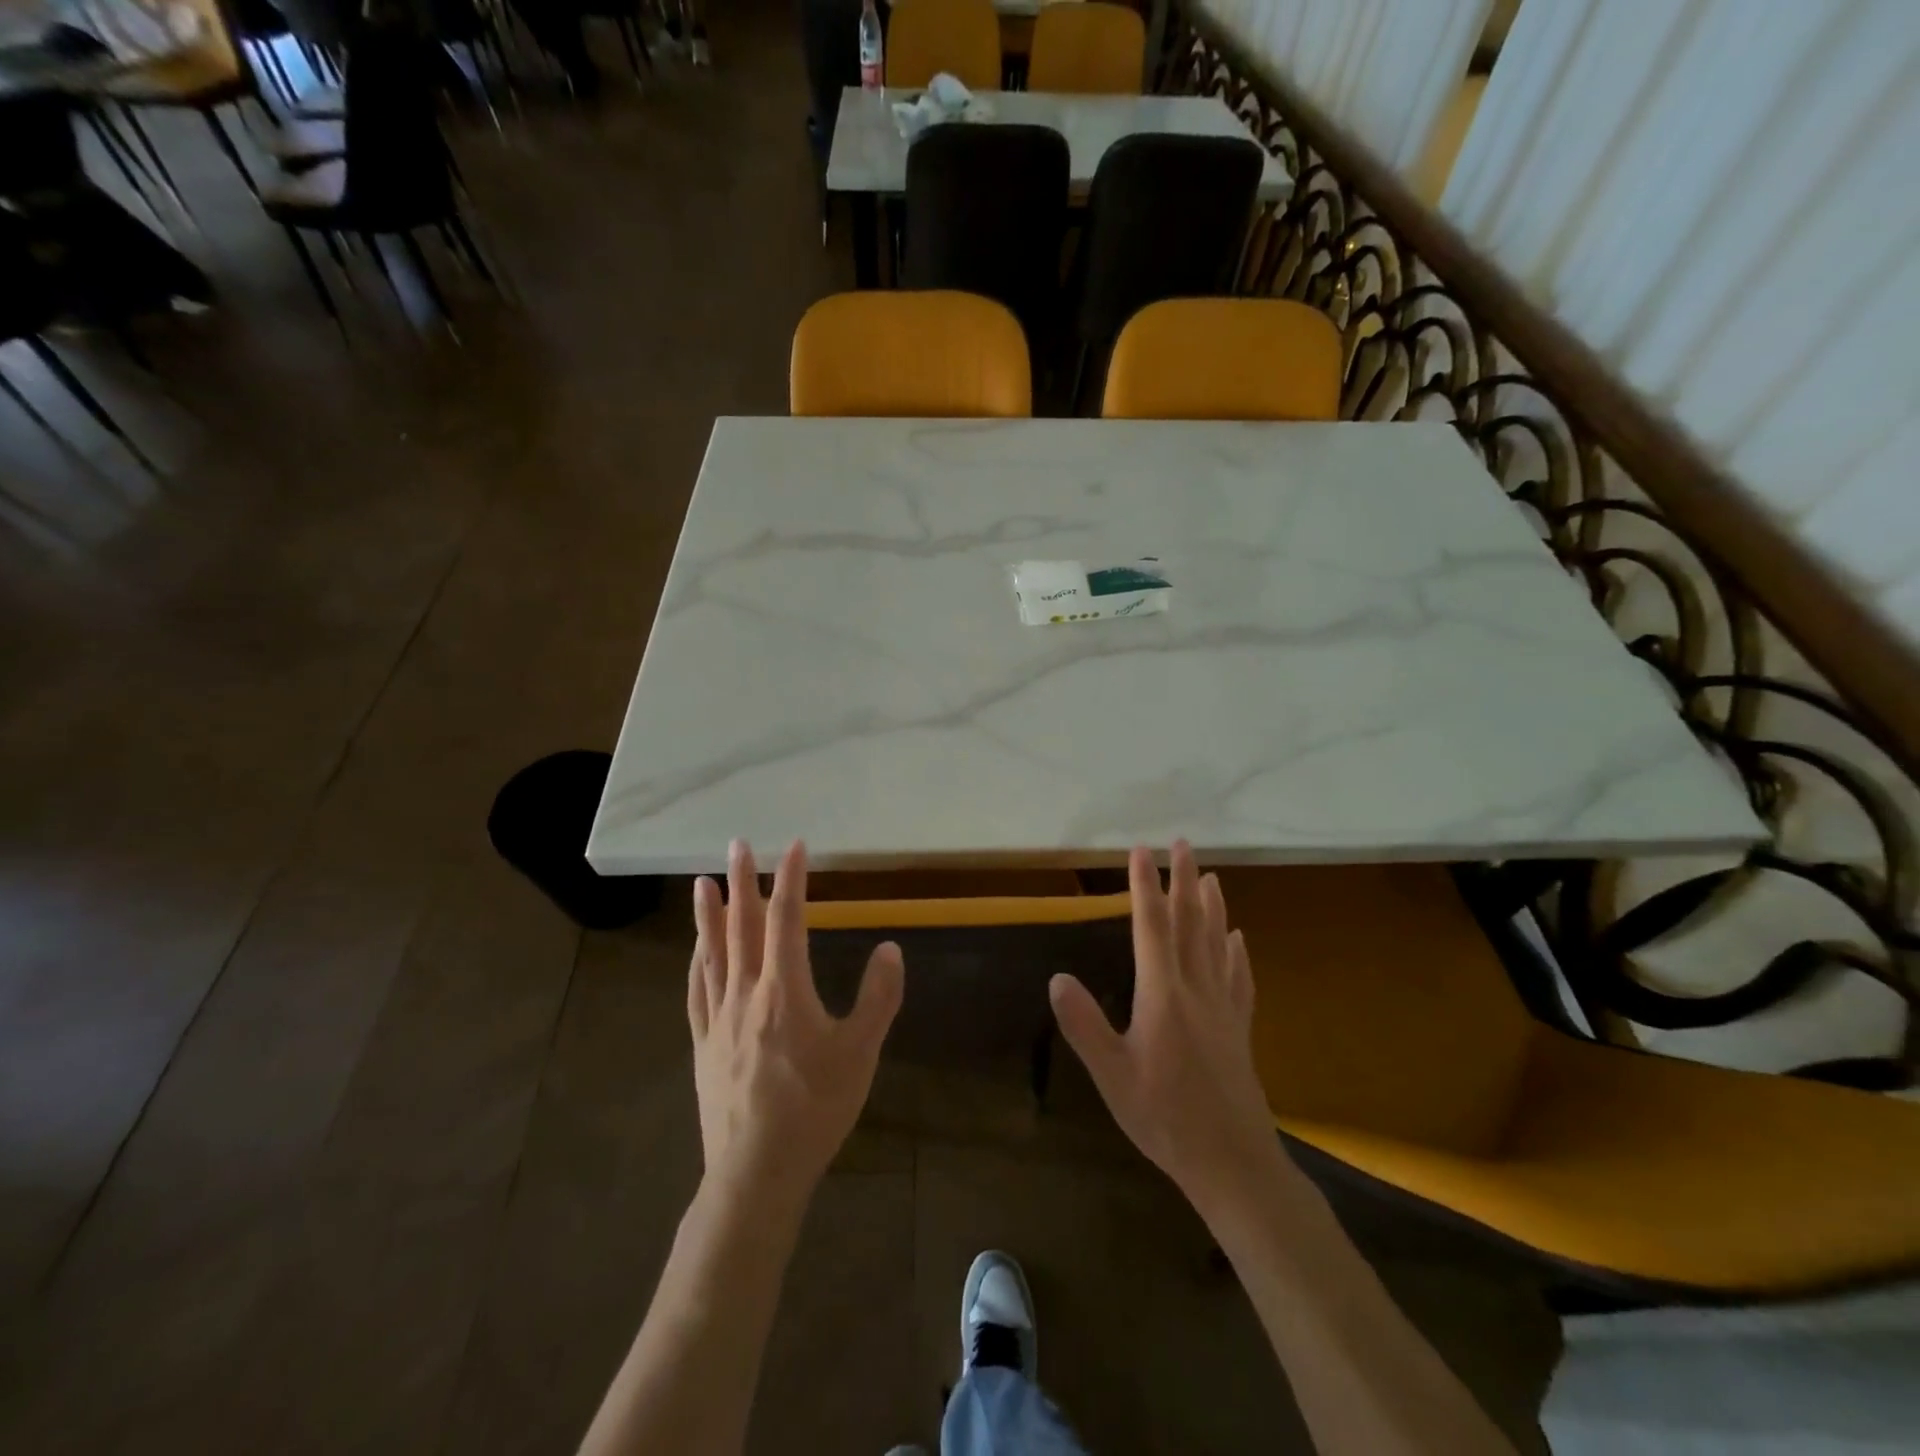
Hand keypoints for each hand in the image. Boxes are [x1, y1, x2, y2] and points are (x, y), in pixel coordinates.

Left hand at [688, 839, 903, 1214]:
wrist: (756, 1172)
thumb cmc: (815, 1108)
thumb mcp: (860, 1053)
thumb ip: (878, 998)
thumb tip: (890, 948)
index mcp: (784, 991)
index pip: (787, 920)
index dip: (791, 879)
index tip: (795, 846)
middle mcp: (746, 994)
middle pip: (742, 927)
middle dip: (742, 882)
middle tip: (737, 845)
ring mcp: (718, 1019)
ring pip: (712, 954)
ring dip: (709, 914)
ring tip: (703, 882)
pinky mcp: (703, 1045)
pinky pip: (696, 991)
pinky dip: (696, 962)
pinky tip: (695, 950)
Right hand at [1049, 842, 1281, 1217]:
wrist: (1233, 1163)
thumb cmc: (1164, 1118)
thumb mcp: (1112, 1076)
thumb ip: (1084, 1025)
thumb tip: (1056, 977)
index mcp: (1162, 995)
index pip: (1151, 927)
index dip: (1144, 886)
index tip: (1142, 850)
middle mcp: (1196, 990)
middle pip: (1191, 924)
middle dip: (1184, 880)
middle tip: (1183, 843)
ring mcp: (1223, 1008)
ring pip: (1218, 944)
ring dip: (1213, 906)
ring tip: (1211, 876)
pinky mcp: (1239, 1029)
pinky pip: (1239, 978)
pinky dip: (1237, 952)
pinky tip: (1239, 939)